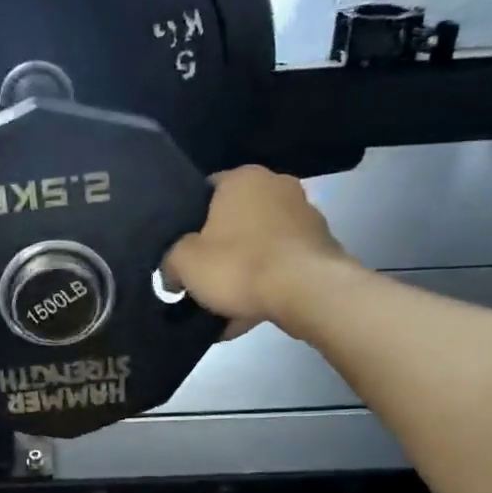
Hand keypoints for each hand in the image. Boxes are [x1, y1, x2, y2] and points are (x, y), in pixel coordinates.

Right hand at [163, 167, 350, 329]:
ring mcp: (305, 215)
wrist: (307, 292)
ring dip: (244, 270)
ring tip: (225, 305)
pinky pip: (281, 266)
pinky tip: (249, 314)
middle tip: (202, 277)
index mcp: (242, 178)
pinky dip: (266, 285)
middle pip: (235, 219)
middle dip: (220, 247)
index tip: (181, 248)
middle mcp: (277, 186)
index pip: (205, 191)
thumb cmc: (239, 265)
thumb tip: (171, 273)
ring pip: (260, 245)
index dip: (189, 220)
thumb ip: (170, 262)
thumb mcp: (184, 263)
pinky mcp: (321, 247)